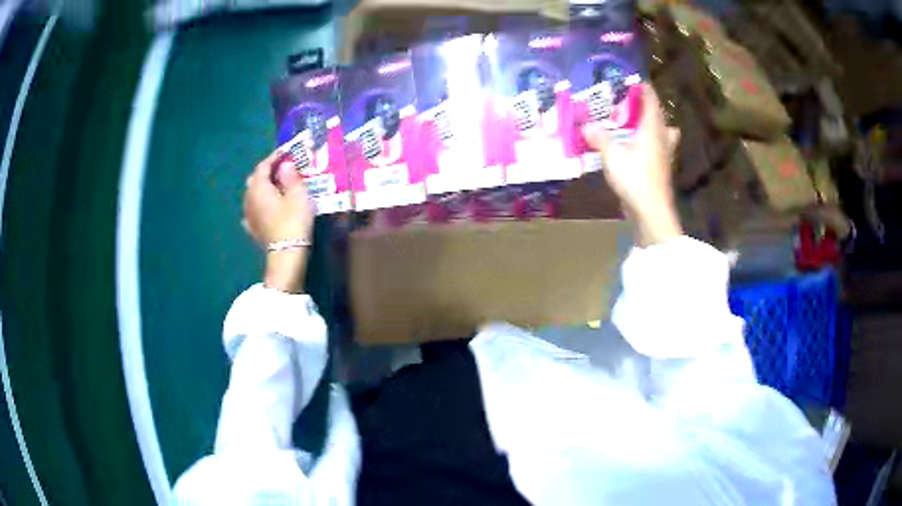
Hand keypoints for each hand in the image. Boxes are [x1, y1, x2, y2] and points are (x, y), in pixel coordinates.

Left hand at [243, 150, 314, 292]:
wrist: (286, 255)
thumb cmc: (293, 221)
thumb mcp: (298, 195)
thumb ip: (290, 176)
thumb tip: (285, 165)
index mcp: (259, 187)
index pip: (264, 165)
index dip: (275, 157)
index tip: (286, 153)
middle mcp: (249, 198)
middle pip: (255, 179)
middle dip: (267, 172)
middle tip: (282, 170)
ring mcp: (248, 215)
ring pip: (252, 195)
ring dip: (263, 189)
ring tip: (276, 188)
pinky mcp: (252, 229)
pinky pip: (253, 210)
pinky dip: (259, 205)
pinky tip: (265, 208)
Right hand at [582, 84, 682, 246]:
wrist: (650, 211)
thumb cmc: (635, 177)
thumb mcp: (612, 155)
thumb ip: (599, 138)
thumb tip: (586, 126)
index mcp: (652, 129)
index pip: (651, 101)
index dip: (644, 89)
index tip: (634, 80)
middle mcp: (661, 139)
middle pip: (660, 117)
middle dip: (648, 108)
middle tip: (632, 103)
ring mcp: (663, 157)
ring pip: (662, 135)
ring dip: (652, 127)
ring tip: (636, 124)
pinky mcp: (660, 171)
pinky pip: (656, 150)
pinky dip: (649, 144)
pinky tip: (636, 149)